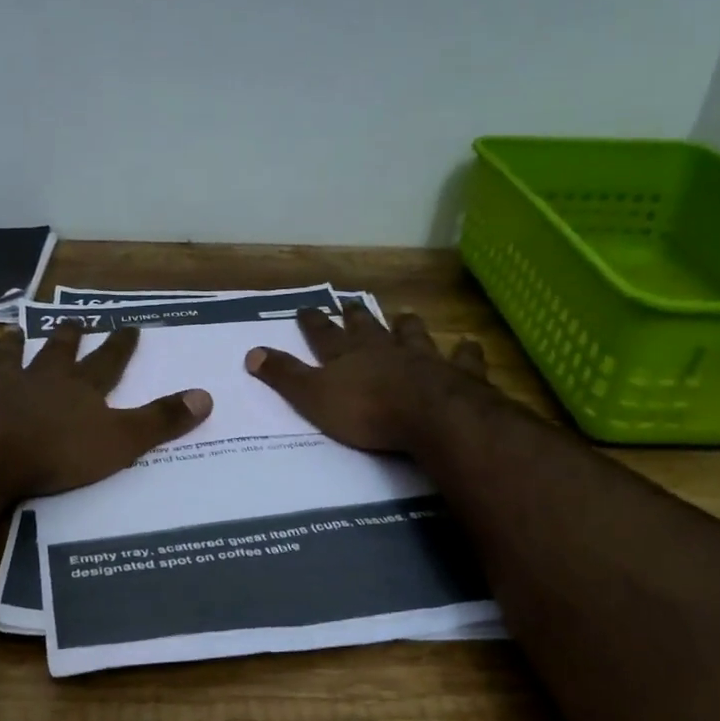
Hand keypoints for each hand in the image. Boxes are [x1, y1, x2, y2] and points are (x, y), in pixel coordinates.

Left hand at [0, 325, 211, 498]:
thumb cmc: (58, 453)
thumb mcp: (121, 441)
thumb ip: (161, 420)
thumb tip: (207, 396)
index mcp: (79, 388)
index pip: (108, 361)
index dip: (120, 344)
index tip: (130, 325)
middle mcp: (39, 378)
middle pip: (56, 352)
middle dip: (67, 336)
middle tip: (71, 320)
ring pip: (5, 358)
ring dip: (10, 346)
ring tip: (12, 330)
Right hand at [244, 305, 493, 453]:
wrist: (428, 416)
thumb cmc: (366, 411)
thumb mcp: (313, 397)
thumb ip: (284, 376)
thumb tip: (250, 352)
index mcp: (348, 357)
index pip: (324, 335)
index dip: (313, 322)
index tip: (305, 307)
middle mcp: (384, 350)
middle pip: (367, 328)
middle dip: (355, 317)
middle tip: (350, 303)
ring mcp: (423, 358)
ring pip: (412, 335)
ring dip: (406, 326)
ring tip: (404, 315)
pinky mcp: (457, 375)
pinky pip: (462, 358)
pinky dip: (464, 352)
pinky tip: (469, 344)